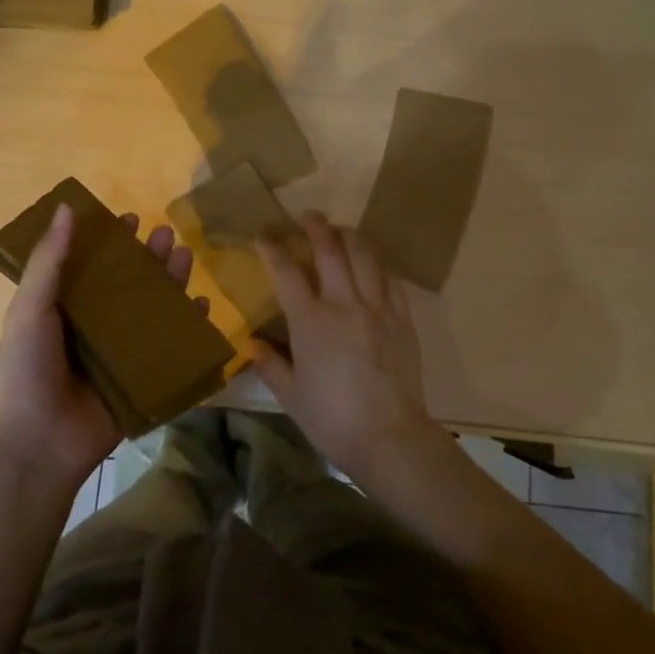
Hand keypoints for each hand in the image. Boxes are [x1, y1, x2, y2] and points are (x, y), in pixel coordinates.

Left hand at [0, 204, 200, 492]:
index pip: (93, 266)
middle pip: (129, 284)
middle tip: (166, 234)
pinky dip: (189, 327)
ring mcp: (121, 354)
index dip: (112, 242)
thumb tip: (65, 207)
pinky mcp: (143, 380)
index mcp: (65, 309)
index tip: (132, 219)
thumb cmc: (25, 371)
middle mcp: (95, 327)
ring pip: (153, 310)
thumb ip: (48, 261)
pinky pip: (171, 348)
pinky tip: (202, 306)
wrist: (36, 446)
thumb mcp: (30, 309)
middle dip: (148, 258)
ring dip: (170, 283)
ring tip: (184, 257)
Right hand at [253, 213, 445, 483]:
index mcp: (311, 321)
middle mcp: (344, 304)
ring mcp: (377, 308)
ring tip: (340, 230)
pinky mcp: (402, 319)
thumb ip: (270, 364)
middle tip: (308, 216)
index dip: (273, 249)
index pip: (287, 273)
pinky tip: (372, 264)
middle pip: (330, 250)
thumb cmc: (332, 418)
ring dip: (349, 237)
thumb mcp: (290, 395)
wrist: (389, 437)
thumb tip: (252, 344)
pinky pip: (390, 280)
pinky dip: (377, 265)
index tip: (264, 235)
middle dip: (316, 227)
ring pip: (364, 257)